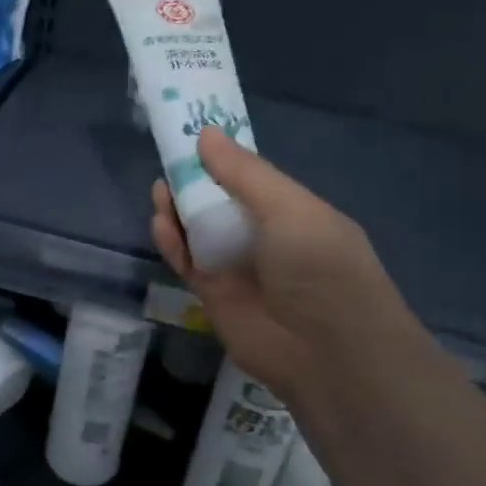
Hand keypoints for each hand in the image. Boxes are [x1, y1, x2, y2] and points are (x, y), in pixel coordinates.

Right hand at [150, 127, 403, 398]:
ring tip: (161, 188)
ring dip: (180, 209)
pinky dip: (172, 242)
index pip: (251, 179)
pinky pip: (187, 262)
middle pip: (220, 203)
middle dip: (195, 182)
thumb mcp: (290, 208)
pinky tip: (159, 222)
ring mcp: (238, 268)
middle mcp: (265, 238)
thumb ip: (244, 173)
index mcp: (293, 212)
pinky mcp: (214, 295)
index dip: (223, 159)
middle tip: (169, 160)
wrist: (326, 351)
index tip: (192, 136)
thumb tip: (206, 135)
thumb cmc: (320, 267)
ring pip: (199, 231)